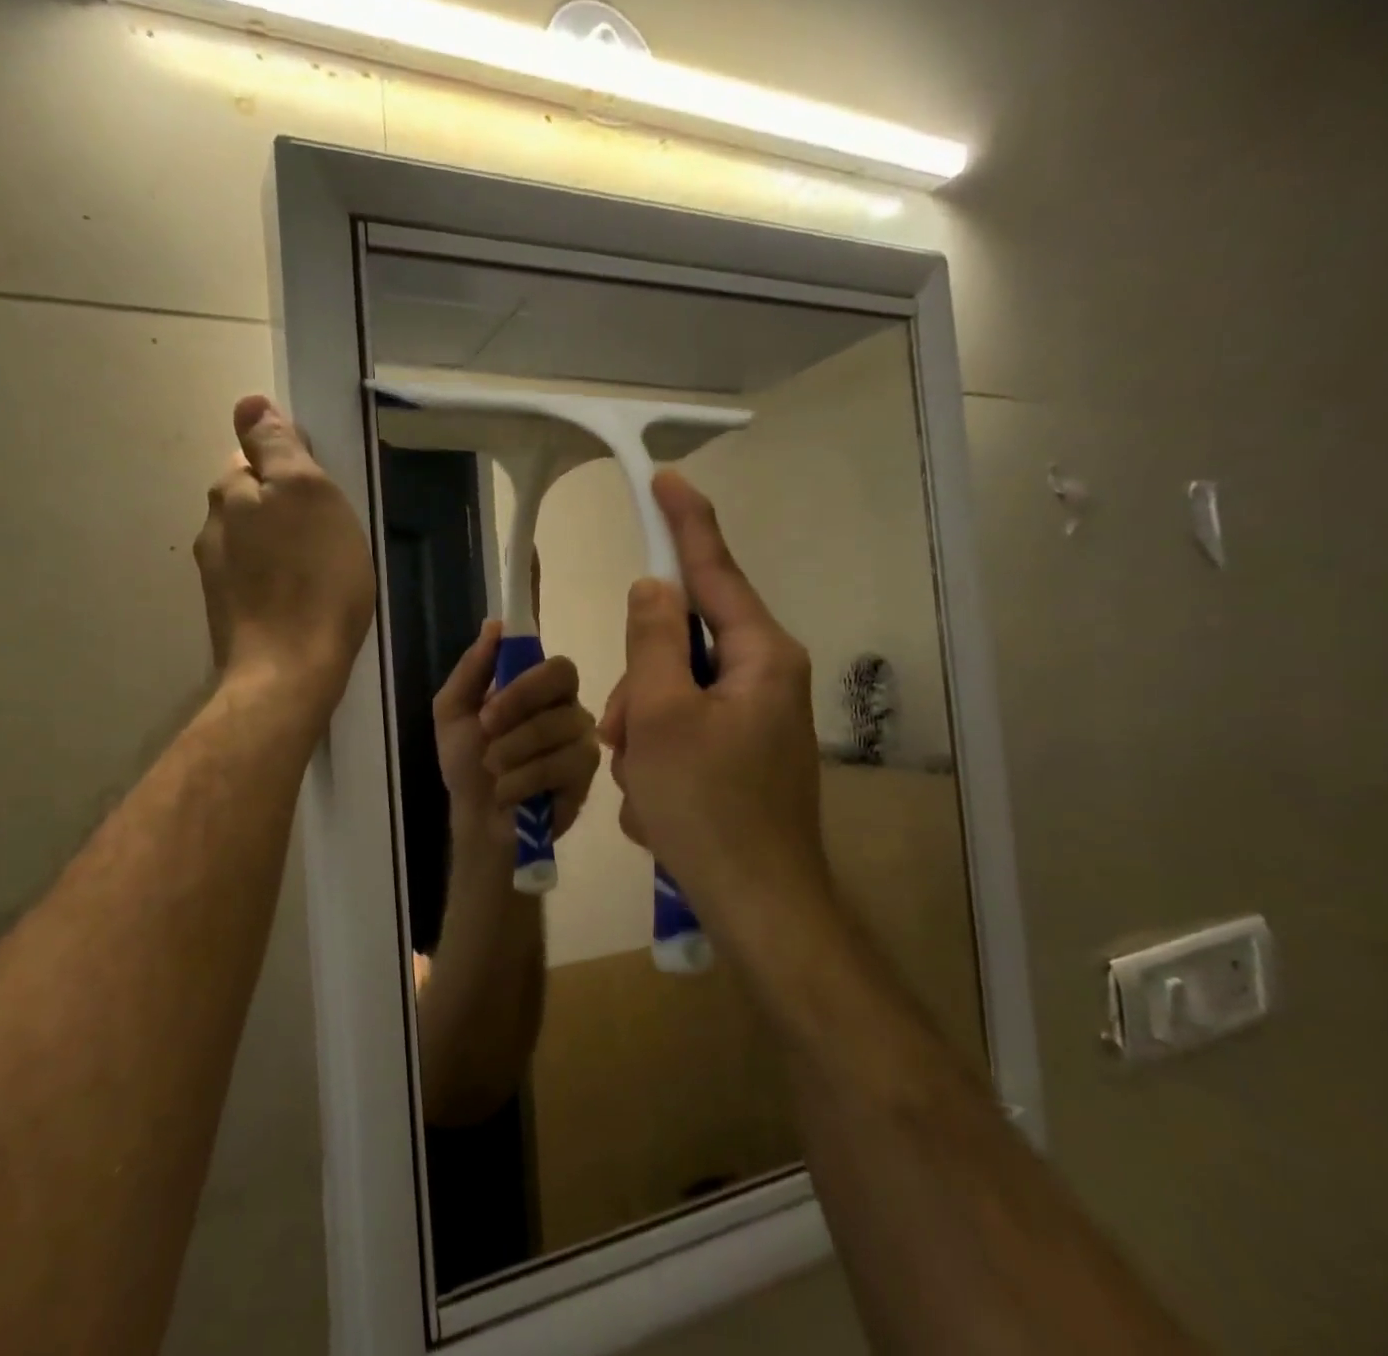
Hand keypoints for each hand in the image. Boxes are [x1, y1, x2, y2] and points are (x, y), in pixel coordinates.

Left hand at [193, 396, 374, 717]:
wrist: (289, 671)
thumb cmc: (314, 578)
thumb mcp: (308, 494)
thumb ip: (278, 447)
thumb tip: (248, 403)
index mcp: (231, 493)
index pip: (252, 455)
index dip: (288, 465)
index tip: (322, 490)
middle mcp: (213, 529)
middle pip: (249, 500)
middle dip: (282, 505)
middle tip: (328, 529)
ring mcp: (216, 577)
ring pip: (252, 542)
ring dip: (279, 545)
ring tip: (318, 567)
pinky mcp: (229, 615)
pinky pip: (256, 580)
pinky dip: (276, 580)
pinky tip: (301, 599)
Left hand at [434, 622, 599, 853]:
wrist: (477, 820)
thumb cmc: (467, 763)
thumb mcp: (453, 711)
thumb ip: (472, 668)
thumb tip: (494, 625)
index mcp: (539, 688)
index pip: (554, 662)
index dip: (524, 677)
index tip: (488, 703)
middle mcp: (567, 707)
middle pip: (563, 679)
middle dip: (517, 706)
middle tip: (486, 731)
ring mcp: (582, 741)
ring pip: (557, 726)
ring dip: (512, 750)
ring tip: (493, 769)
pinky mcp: (587, 776)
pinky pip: (561, 765)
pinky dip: (523, 779)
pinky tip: (509, 792)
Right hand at [599, 472, 825, 922]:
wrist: (757, 907)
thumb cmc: (708, 806)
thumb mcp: (662, 715)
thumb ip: (654, 640)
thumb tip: (654, 588)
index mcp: (761, 656)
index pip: (716, 570)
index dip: (686, 523)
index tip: (665, 480)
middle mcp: (766, 678)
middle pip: (682, 645)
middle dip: (640, 684)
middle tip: (621, 735)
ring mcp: (755, 720)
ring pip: (673, 694)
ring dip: (643, 731)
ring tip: (642, 783)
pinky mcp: (741, 756)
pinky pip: (683, 733)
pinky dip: (659, 761)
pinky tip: (659, 804)